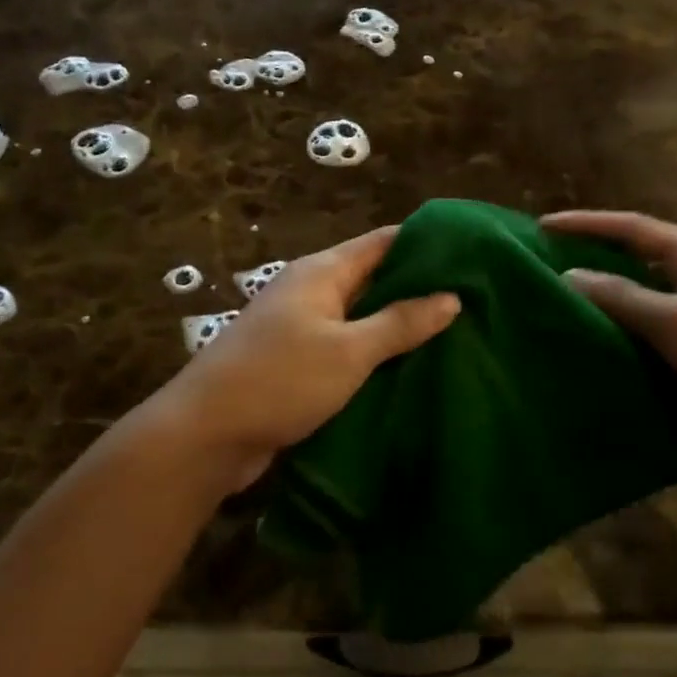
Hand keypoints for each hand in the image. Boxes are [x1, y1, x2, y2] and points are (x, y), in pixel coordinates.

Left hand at [149, 227, 458, 488]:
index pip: (382, 242)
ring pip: (358, 315)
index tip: (469, 253)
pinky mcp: (294, 360)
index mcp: (321, 272)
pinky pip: (343, 346)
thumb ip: (400, 323)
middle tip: (471, 299)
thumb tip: (451, 296)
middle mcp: (310, 289)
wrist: (205, 434)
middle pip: (371, 277)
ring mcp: (299, 326)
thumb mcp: (349, 350)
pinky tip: (406, 369)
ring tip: (452, 334)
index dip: (423, 242)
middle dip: (416, 287)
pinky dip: (372, 352)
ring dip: (395, 324)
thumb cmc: (281, 379)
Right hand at [544, 211, 676, 466]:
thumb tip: (569, 275)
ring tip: (573, 290)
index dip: (586, 224)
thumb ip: (619, 296)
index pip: (633, 227)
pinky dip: (635, 313)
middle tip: (553, 256)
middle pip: (643, 250)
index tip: (542, 225)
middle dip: (598, 251)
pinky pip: (665, 310)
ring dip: (616, 285)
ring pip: (653, 283)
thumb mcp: (674, 324)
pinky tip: (612, 327)